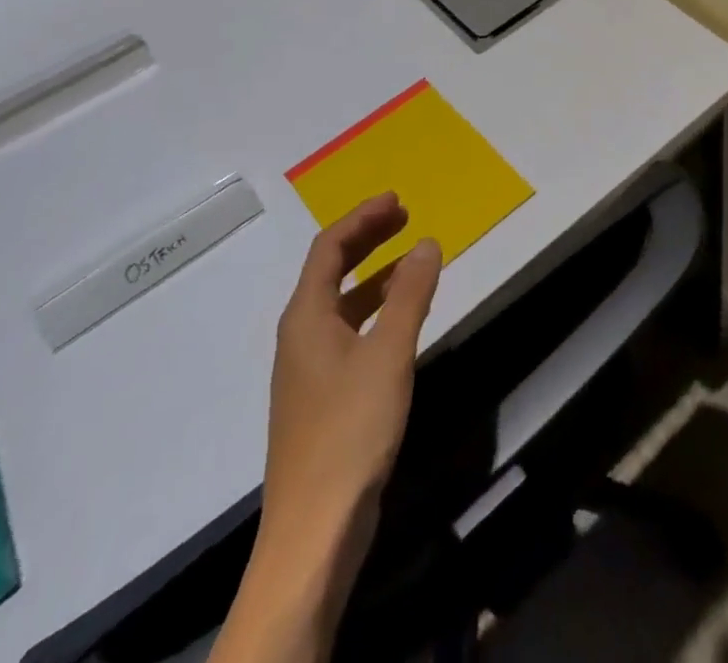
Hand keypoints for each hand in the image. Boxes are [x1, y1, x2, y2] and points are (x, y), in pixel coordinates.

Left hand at [259, 193, 441, 568]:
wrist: (315, 528)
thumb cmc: (350, 429)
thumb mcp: (388, 353)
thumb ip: (410, 294)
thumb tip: (426, 242)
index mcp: (306, 317)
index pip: (329, 248)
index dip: (362, 218)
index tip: (396, 200)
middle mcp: (300, 335)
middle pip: (331, 271)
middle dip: (367, 239)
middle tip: (404, 217)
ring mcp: (309, 368)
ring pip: (341, 303)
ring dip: (374, 274)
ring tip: (411, 259)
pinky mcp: (323, 395)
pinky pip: (349, 330)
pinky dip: (375, 309)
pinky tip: (401, 318)